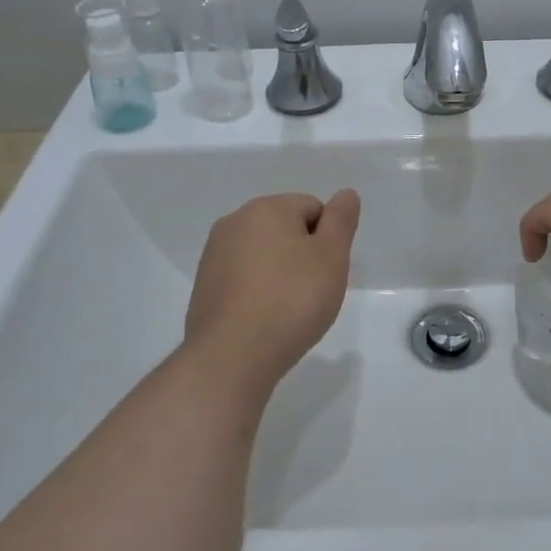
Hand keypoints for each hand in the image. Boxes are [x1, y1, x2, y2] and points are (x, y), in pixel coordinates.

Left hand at [185, 189, 360, 391]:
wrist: (231, 356)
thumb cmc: (291, 301)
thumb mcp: (331, 257)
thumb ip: (341, 220)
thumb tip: (346, 194)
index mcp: (266, 208)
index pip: (313, 208)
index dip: (327, 240)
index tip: (325, 272)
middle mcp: (234, 222)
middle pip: (285, 229)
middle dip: (302, 255)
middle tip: (311, 292)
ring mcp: (214, 254)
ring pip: (263, 254)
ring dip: (280, 273)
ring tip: (287, 310)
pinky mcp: (204, 286)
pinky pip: (243, 278)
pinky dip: (258, 292)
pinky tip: (263, 319)